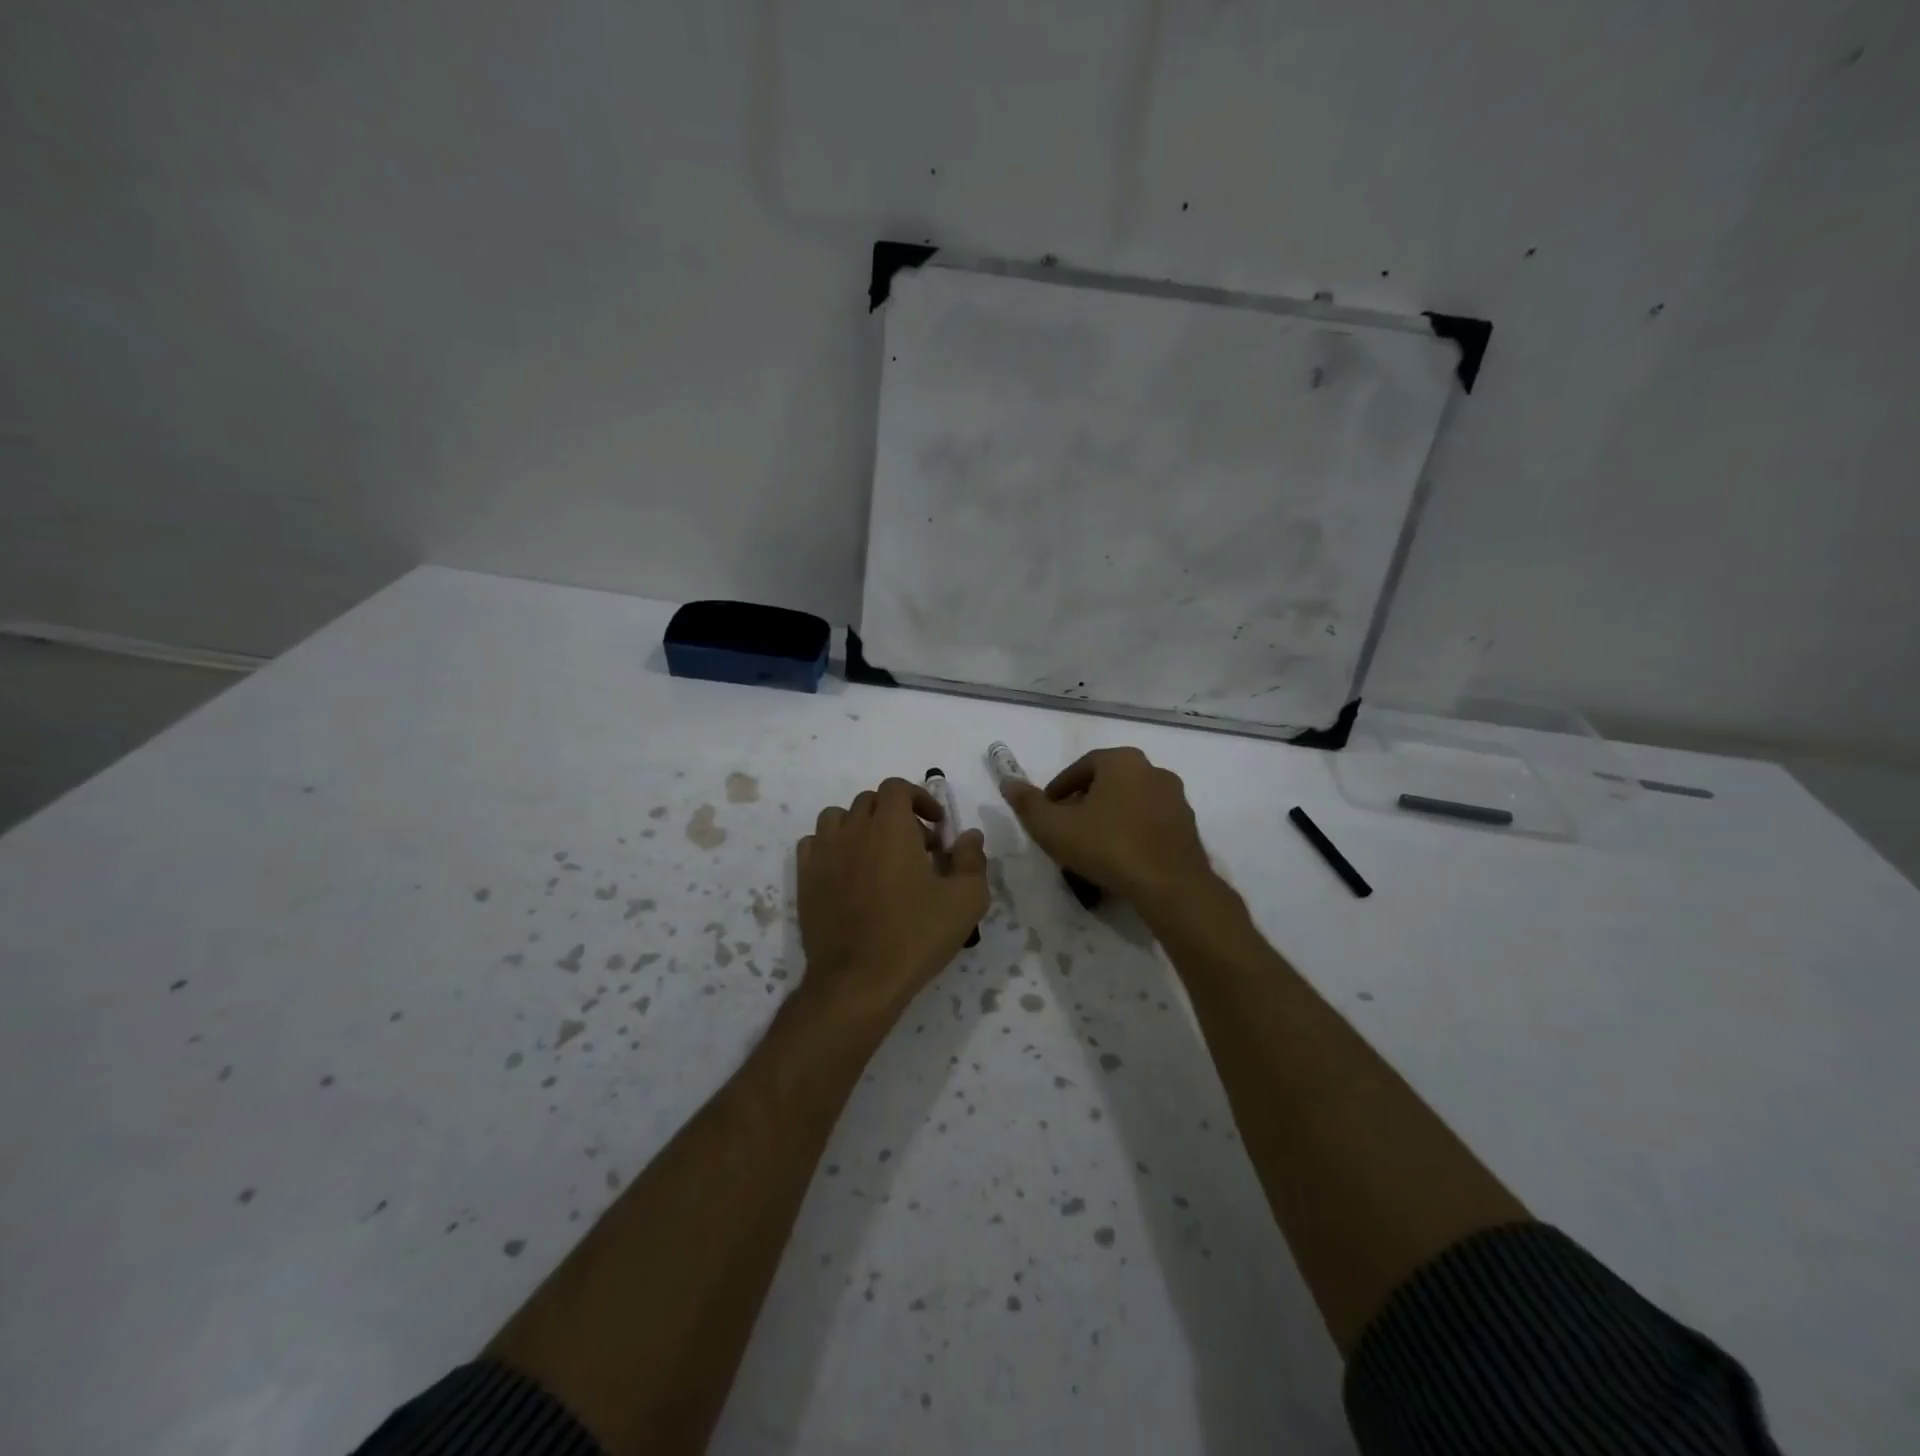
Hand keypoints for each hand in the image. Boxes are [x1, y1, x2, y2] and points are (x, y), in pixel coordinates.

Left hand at [796, 777, 987, 1022]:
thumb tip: (969, 836)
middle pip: (870, 801)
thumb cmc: (916, 935)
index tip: (936, 826)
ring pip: (838, 817)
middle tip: (916, 847)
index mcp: (890, 827)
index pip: (897, 788)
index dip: (919, 798)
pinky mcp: (805, 878)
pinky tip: (848, 871)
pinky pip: (814, 843)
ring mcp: (823, 853)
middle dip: (896, 814)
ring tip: (877, 854)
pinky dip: (832, 846)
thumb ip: (972, 860)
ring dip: (860, 825)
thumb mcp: (965, 900)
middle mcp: (852, 830)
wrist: (858, 981)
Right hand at [998, 747, 1214, 908]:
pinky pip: (1149, 825)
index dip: (1058, 791)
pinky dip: (1132, 835)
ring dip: (1109, 820)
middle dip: (1084, 805)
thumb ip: (1027, 803)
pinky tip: (1120, 861)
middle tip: (1066, 832)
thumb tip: (1007, 782)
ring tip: (1091, 850)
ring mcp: (1175, 799)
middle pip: (1107, 784)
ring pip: (1129, 804)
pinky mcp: (1188, 827)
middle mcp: (1153, 770)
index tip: (1047, 815)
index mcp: (1122, 761)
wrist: (1170, 885)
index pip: (1080, 768)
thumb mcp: (1054, 827)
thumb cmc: (1107, 846)